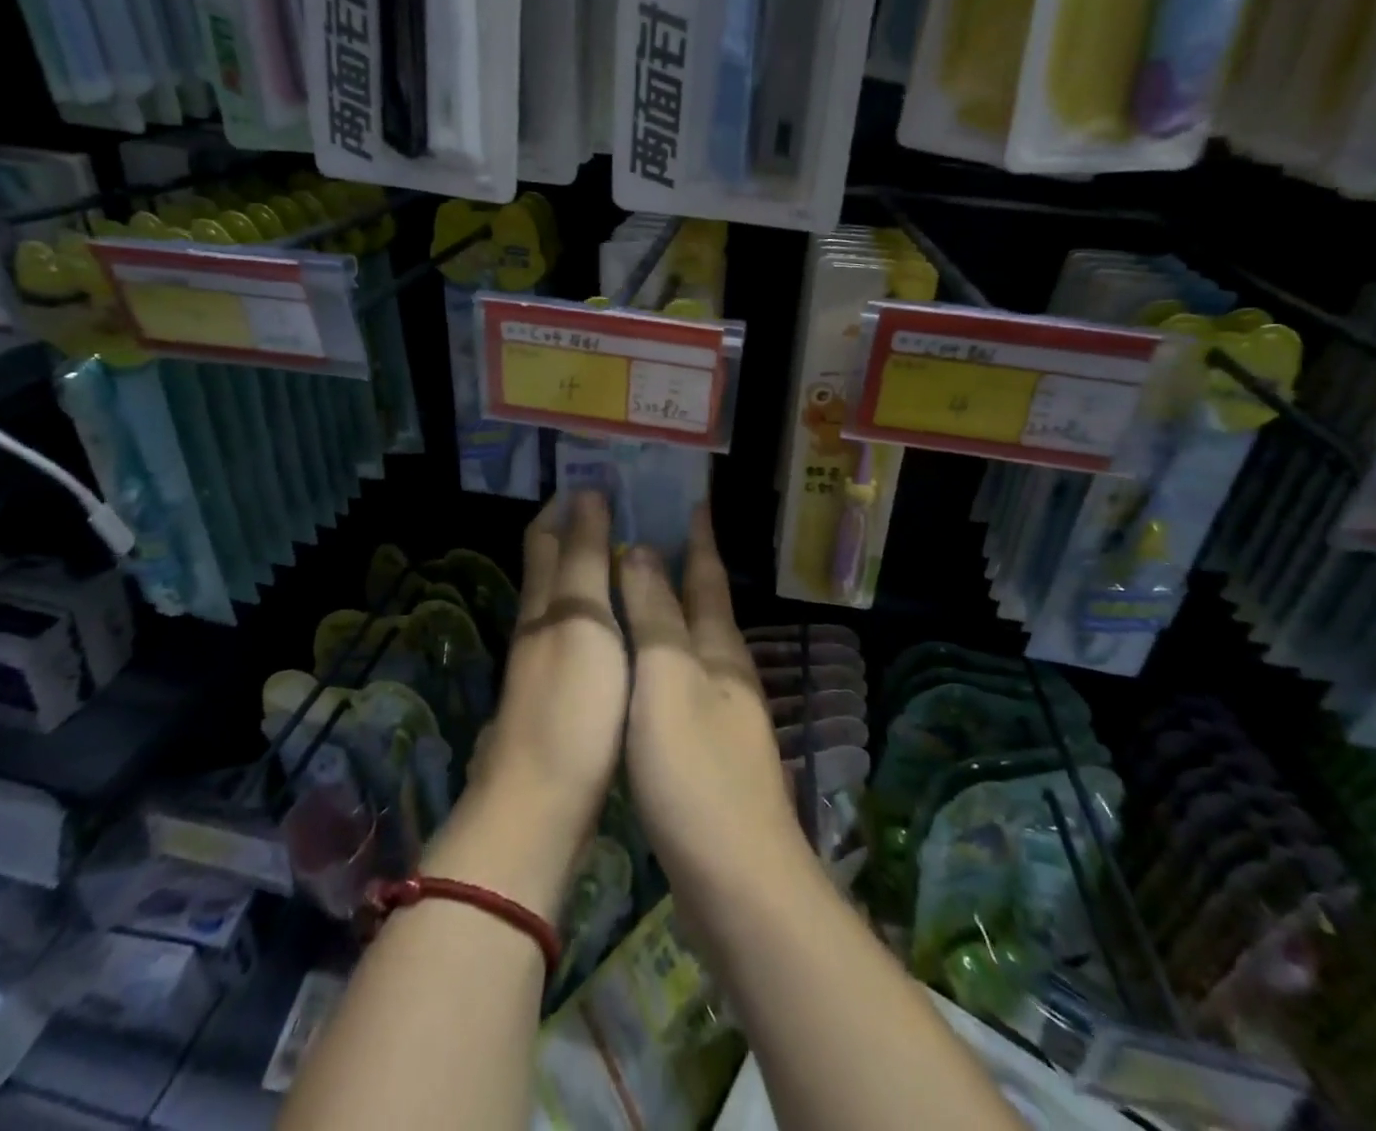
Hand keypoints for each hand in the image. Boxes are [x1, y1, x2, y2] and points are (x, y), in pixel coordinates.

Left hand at [475, 491, 627, 859]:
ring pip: (568, 598)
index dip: (565, 504)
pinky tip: (625, 617)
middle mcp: (540, 624)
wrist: (543, 804)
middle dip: (579, 530)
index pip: (547, 536)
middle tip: (624, 506)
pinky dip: (601, 609)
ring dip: (593, 568)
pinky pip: (582, 632)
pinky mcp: (565, 694)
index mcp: (544, 601)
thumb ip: (584, 559)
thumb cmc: (570, 703)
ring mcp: (549, 662)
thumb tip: (586, 494)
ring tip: (633, 552)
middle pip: (554, 564)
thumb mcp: (582, 620)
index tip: (596, 476)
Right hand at [618, 507, 808, 896]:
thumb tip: (640, 550)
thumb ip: (654, 615)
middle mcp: (725, 671)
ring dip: (669, 609)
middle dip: (684, 565)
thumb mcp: (667, 680)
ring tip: (638, 587)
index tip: (692, 496)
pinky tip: (640, 667)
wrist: (737, 879)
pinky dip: (660, 656)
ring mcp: (721, 713)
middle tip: (649, 531)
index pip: (707, 574)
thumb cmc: (695, 769)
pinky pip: (680, 681)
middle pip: (704, 605)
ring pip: (692, 643)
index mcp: (718, 648)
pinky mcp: (707, 750)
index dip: (698, 535)